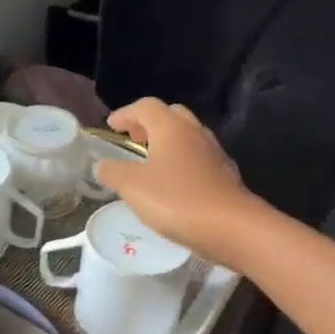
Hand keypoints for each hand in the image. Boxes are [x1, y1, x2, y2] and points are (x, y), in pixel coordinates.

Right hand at [95, 99, 262, 259]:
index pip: (145, 106)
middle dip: (149, 123)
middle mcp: (194, 131)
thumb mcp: (133, 188)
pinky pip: (198, 156)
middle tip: (133, 139)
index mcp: (170, 127)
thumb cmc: (176, 200)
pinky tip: (175, 182)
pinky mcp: (225, 173)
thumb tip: (103, 165)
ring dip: (167, 141)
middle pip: (170, 115)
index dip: (125, 114)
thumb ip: (114, 172)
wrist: (231, 227)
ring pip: (187, 135)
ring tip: (151, 161)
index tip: (111, 126)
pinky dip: (182, 160)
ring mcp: (214, 151)